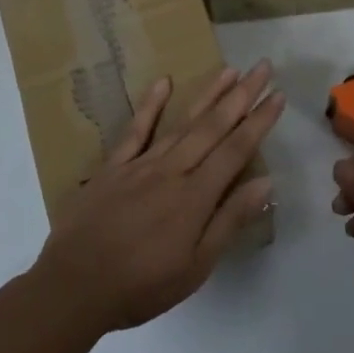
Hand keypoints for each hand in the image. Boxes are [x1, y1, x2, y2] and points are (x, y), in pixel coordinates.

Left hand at [34, 62, 283, 336]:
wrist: (75, 285)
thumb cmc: (142, 285)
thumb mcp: (196, 267)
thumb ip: (229, 221)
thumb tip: (265, 183)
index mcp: (195, 196)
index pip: (236, 150)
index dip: (259, 122)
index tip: (278, 96)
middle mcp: (172, 170)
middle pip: (213, 126)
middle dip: (242, 95)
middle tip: (263, 67)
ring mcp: (140, 164)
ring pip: (181, 122)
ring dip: (208, 94)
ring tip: (230, 70)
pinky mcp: (113, 166)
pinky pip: (135, 129)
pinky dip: (150, 105)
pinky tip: (164, 82)